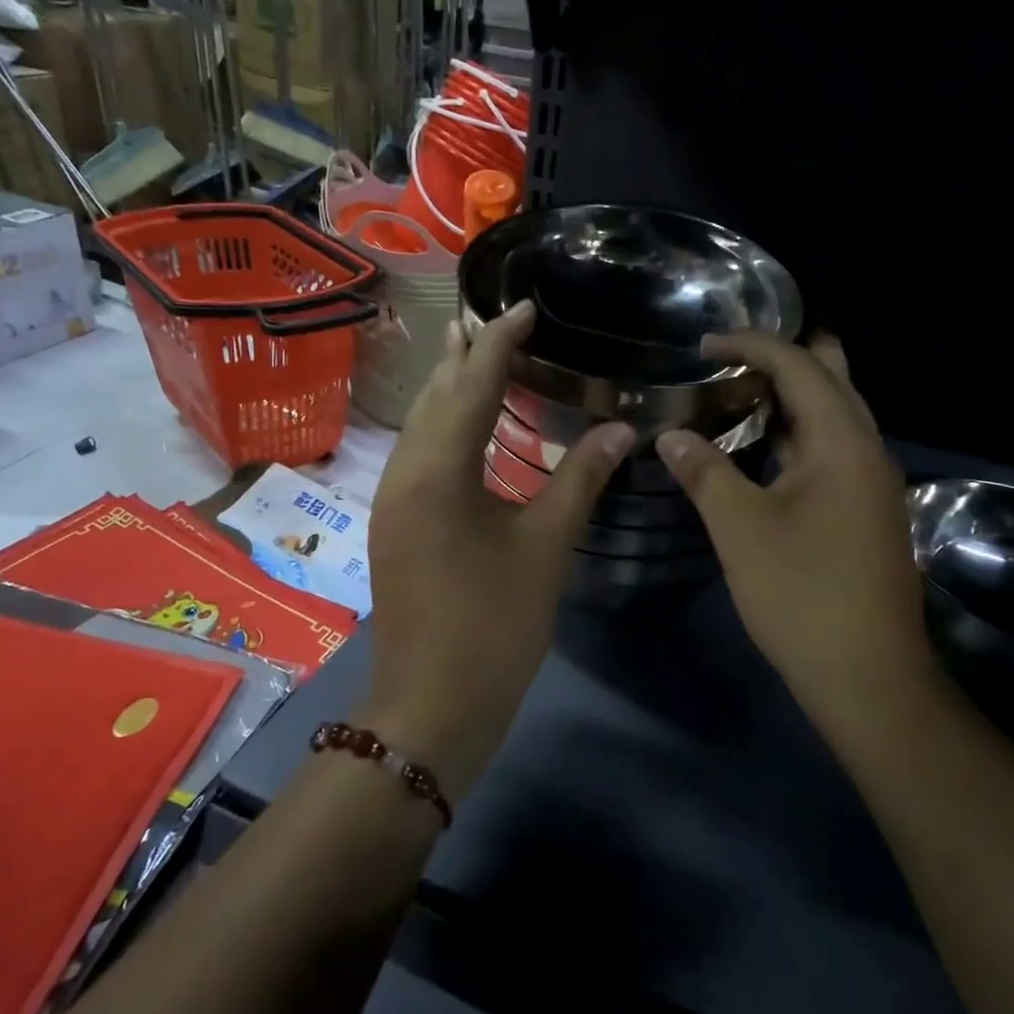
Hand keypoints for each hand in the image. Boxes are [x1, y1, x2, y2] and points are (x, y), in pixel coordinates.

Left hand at [362, 301, 634, 798]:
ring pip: (421, 426)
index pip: (472, 384)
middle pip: (435, 396)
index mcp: (438, 470)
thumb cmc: (492, 627)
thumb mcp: (544, 549)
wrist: (432, 706)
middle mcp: (404, 473)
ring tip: (480, 359)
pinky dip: (445, 427)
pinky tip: (468, 431)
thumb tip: (622, 430)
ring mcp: (392, 501)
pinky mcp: (395, 525)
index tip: (524, 306)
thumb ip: (581, 481)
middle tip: (498, 321)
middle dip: (466, 356)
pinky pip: (418, 455)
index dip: (500, 341)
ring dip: (451, 389)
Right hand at [656, 334, 937, 725]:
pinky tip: (764, 449)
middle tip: (728, 359)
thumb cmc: (803, 596)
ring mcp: (873, 483)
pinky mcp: (867, 511)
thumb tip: (670, 435)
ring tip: (736, 394)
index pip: (801, 366)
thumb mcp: (741, 530)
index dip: (752, 344)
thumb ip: (705, 473)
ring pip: (836, 416)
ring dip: (792, 398)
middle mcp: (868, 451)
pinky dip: (798, 434)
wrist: (868, 676)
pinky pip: (833, 449)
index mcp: (843, 443)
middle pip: (833, 379)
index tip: (703, 343)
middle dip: (783, 358)